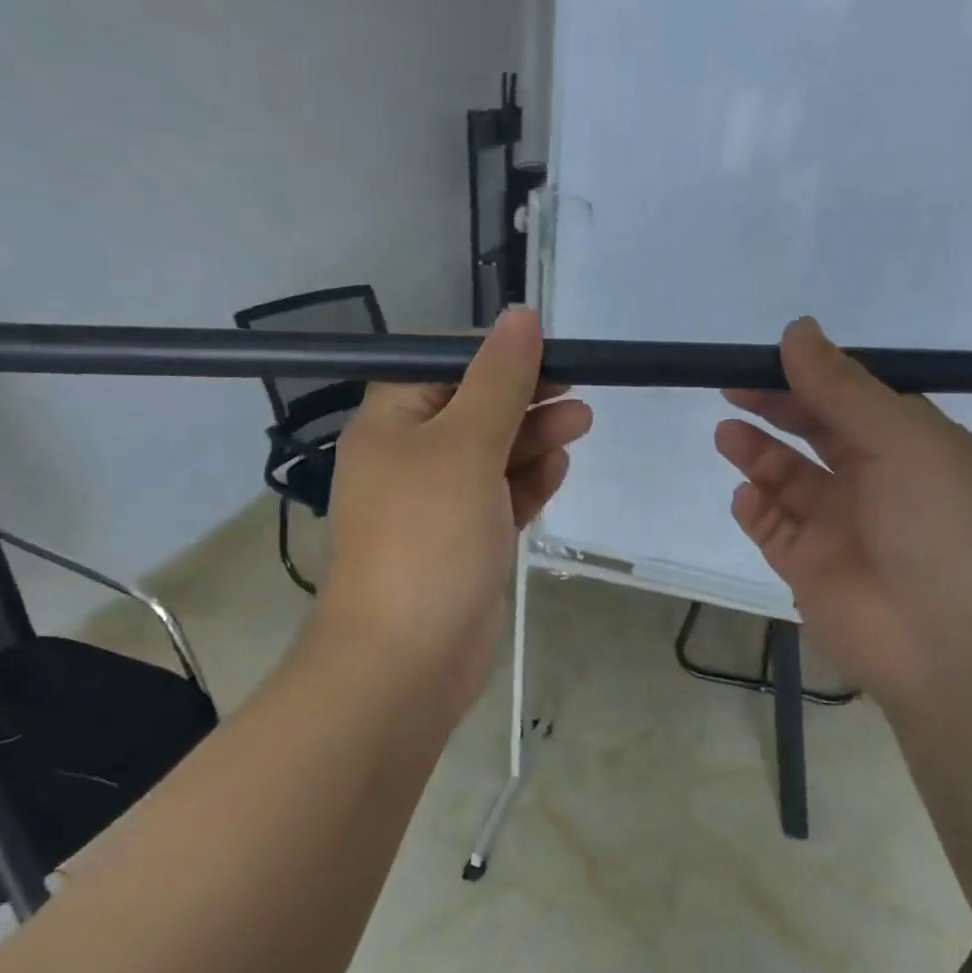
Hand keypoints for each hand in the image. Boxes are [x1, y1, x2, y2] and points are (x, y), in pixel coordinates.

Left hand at [313, 309, 591, 719]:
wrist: (408, 658)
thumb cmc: (428, 539)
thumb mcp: (465, 445)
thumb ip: (499, 380)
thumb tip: (521, 314)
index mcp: (390, 423)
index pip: (440, 363)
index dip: (492, 352)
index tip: (547, 349)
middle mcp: (408, 458)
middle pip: (472, 408)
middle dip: (524, 396)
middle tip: (577, 390)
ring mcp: (437, 505)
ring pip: (491, 455)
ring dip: (533, 437)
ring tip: (581, 423)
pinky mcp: (465, 543)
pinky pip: (499, 498)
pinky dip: (527, 482)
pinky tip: (558, 469)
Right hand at [716, 317, 971, 703]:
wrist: (952, 647)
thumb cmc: (942, 529)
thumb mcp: (904, 443)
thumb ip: (843, 390)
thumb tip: (798, 331)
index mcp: (914, 447)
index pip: (855, 399)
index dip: (812, 376)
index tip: (767, 357)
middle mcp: (877, 483)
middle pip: (817, 435)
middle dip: (777, 409)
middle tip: (732, 388)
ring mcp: (841, 529)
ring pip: (789, 481)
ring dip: (759, 455)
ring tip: (726, 435)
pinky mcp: (809, 570)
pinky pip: (774, 529)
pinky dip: (756, 509)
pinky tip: (745, 495)